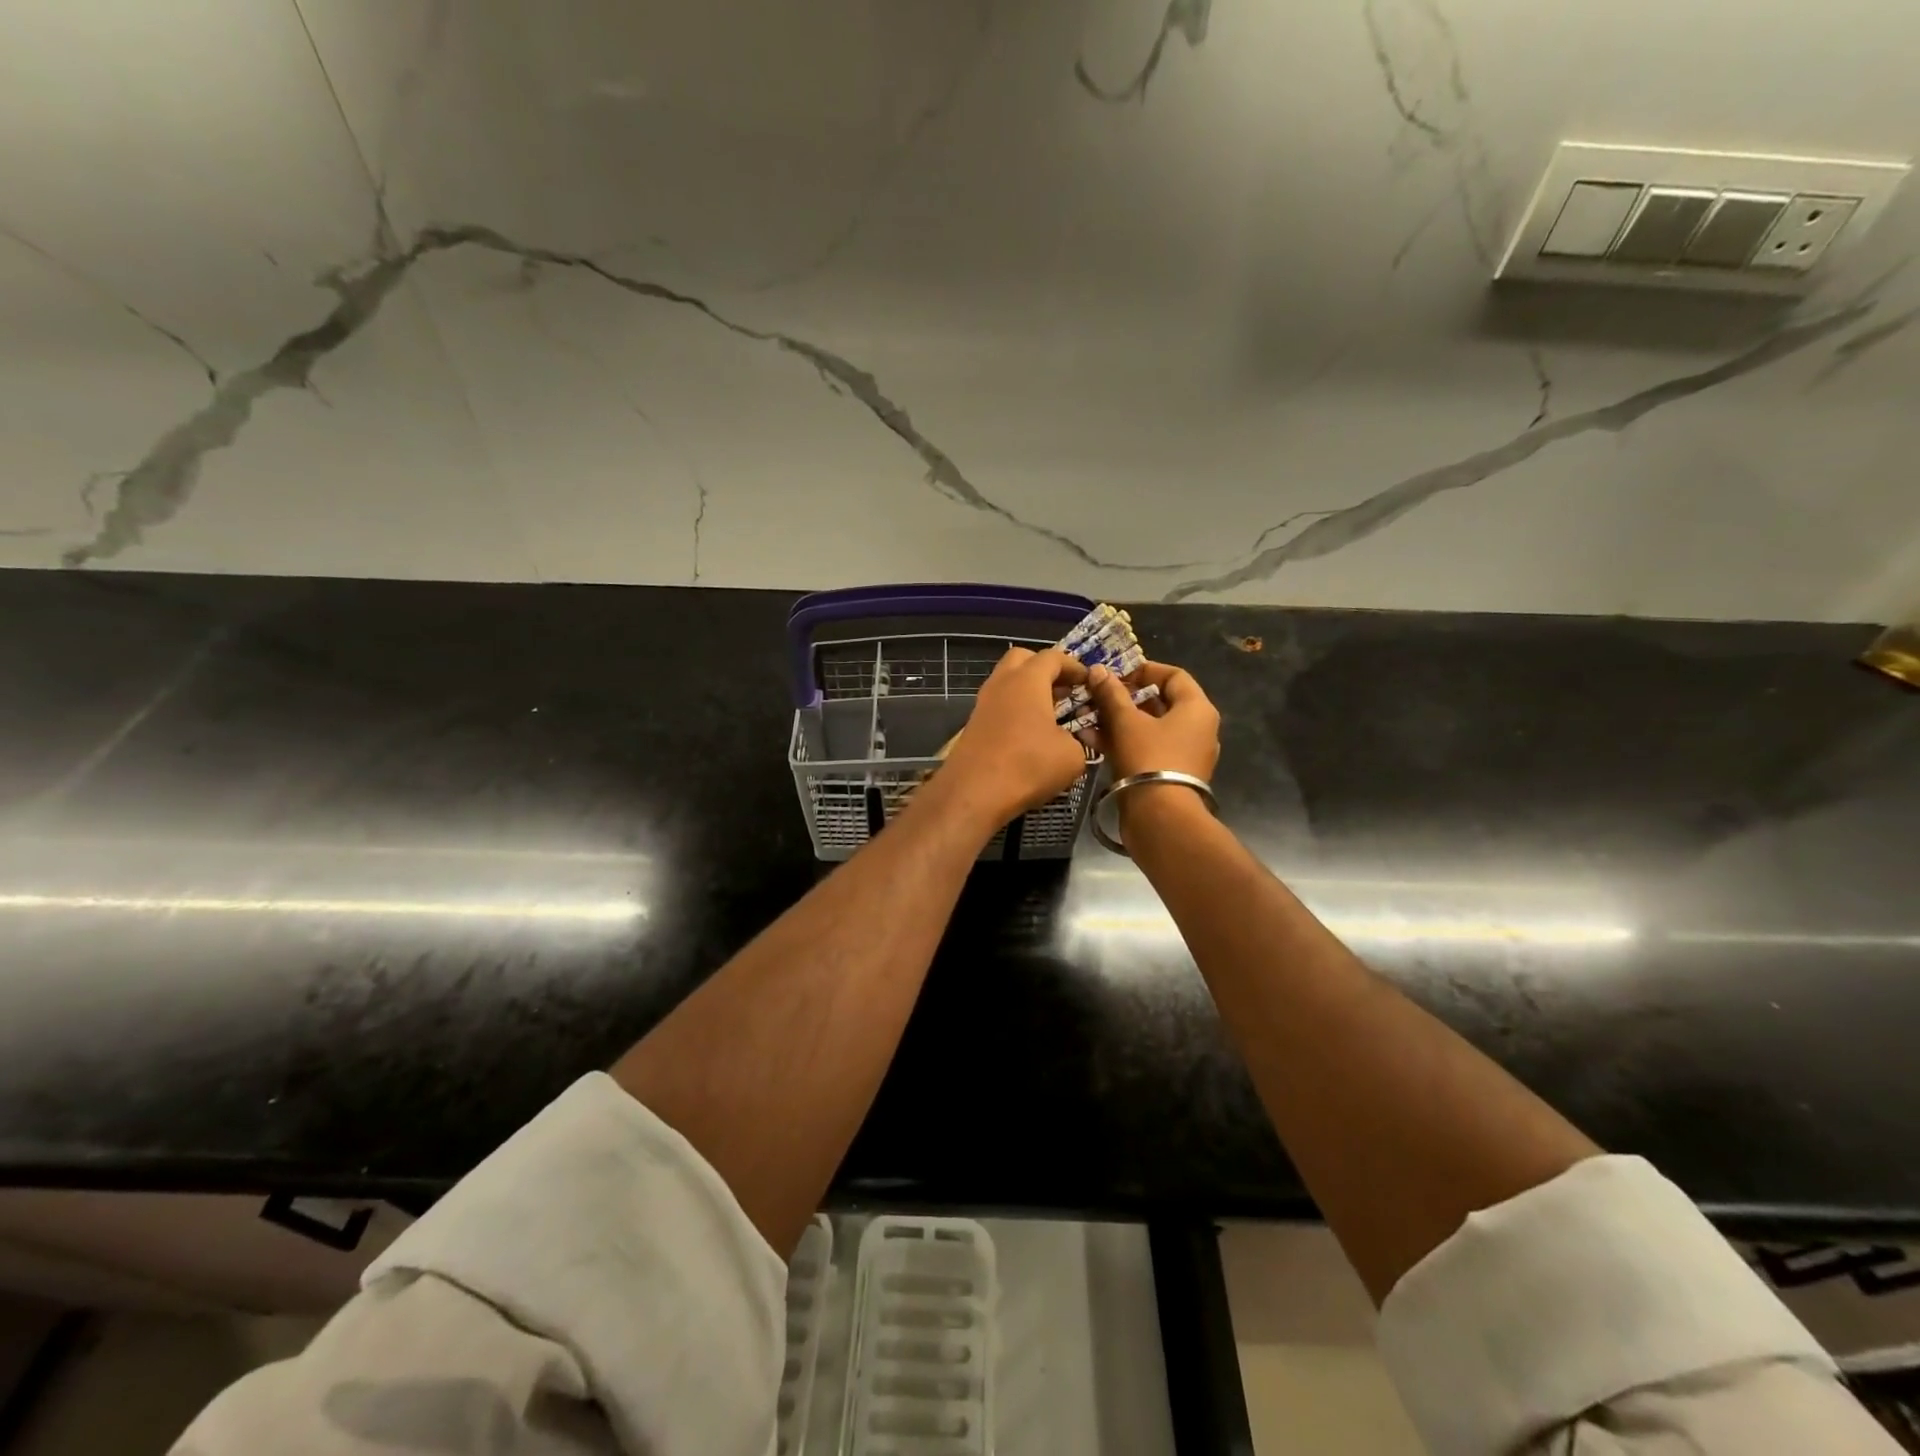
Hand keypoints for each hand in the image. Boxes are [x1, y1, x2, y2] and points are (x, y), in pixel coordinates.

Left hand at [939, 647, 1090, 830]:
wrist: (974, 793)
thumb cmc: (1028, 765)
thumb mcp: (1072, 756)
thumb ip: (1078, 740)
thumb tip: (1071, 741)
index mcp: (1027, 680)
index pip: (1053, 657)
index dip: (1074, 666)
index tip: (1089, 682)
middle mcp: (1001, 684)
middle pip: (1022, 660)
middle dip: (1045, 670)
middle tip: (1065, 691)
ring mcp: (983, 704)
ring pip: (1007, 683)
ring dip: (1028, 692)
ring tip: (1051, 715)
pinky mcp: (973, 725)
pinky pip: (999, 706)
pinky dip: (1015, 710)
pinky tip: (1030, 734)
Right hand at [1083, 659, 1219, 781]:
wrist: (1160, 819)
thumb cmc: (1149, 759)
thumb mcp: (1126, 722)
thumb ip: (1112, 694)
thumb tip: (1098, 670)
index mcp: (1197, 709)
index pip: (1174, 675)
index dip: (1144, 670)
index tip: (1116, 674)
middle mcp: (1197, 729)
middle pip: (1160, 702)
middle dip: (1124, 698)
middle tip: (1097, 696)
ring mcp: (1185, 754)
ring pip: (1149, 728)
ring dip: (1118, 721)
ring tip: (1088, 718)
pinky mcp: (1171, 775)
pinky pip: (1147, 749)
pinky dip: (1124, 742)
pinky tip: (1092, 741)